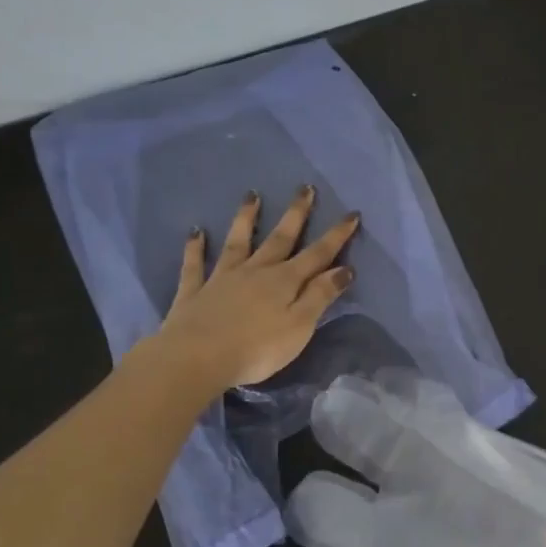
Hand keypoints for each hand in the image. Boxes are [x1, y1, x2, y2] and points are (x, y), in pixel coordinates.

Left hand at [156, 186, 359, 390]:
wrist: (197, 358)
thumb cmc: (257, 348)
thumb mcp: (300, 326)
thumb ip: (320, 296)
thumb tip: (344, 269)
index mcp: (285, 281)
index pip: (318, 254)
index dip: (336, 235)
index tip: (351, 214)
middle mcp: (256, 271)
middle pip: (280, 238)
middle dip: (296, 214)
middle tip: (305, 188)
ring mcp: (222, 278)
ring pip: (238, 242)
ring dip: (246, 219)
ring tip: (251, 196)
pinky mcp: (194, 291)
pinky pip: (195, 264)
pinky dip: (195, 247)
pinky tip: (195, 232)